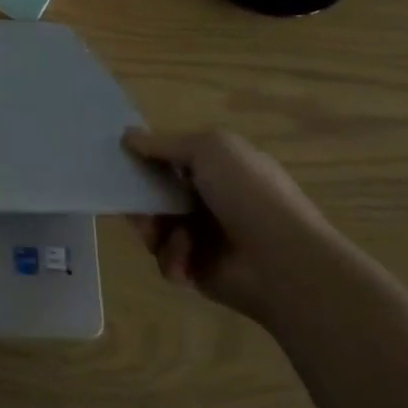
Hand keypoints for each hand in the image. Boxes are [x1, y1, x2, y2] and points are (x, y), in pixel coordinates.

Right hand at [123, 128, 336, 324]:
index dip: (146, 158)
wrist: (285, 264)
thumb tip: (127, 136)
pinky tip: (187, 259)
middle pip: (157, 194)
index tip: (122, 159)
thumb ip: (163, 144)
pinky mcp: (200, 270)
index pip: (172, 159)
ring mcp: (206, 237)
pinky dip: (172, 258)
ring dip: (154, 230)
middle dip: (142, 199)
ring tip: (162, 235)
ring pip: (156, 227)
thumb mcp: (208, 149)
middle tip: (135, 205)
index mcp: (220, 168)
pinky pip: (167, 259)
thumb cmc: (249, 195)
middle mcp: (211, 200)